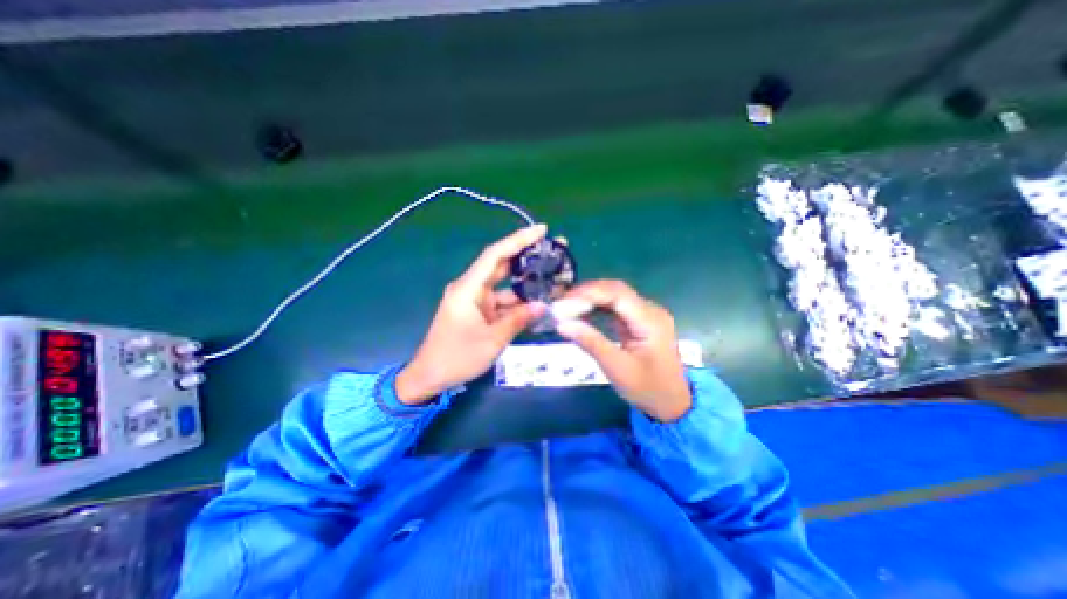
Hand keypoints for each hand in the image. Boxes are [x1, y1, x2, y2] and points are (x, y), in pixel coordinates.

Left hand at [398, 227, 549, 404]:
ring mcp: (475, 299)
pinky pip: (502, 300)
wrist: (430, 376)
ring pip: (504, 284)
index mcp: (468, 289)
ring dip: (526, 281)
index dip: (518, 240)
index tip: (541, 230)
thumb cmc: (457, 357)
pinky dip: (518, 301)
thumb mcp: (492, 341)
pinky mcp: (479, 310)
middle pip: (501, 264)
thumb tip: (543, 306)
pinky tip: (538, 301)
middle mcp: (471, 288)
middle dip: (526, 255)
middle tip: (553, 249)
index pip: (495, 255)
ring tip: (552, 275)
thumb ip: (518, 320)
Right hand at [551, 279, 692, 421]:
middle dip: (585, 294)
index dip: (587, 294)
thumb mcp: (617, 368)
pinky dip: (596, 307)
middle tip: (559, 304)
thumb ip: (590, 342)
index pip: (616, 294)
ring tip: (565, 307)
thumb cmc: (647, 389)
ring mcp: (645, 314)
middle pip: (615, 290)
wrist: (672, 404)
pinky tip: (580, 312)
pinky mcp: (638, 321)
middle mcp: (650, 310)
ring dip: (589, 299)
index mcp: (650, 320)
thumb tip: (561, 323)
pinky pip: (615, 307)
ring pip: (613, 296)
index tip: (562, 303)